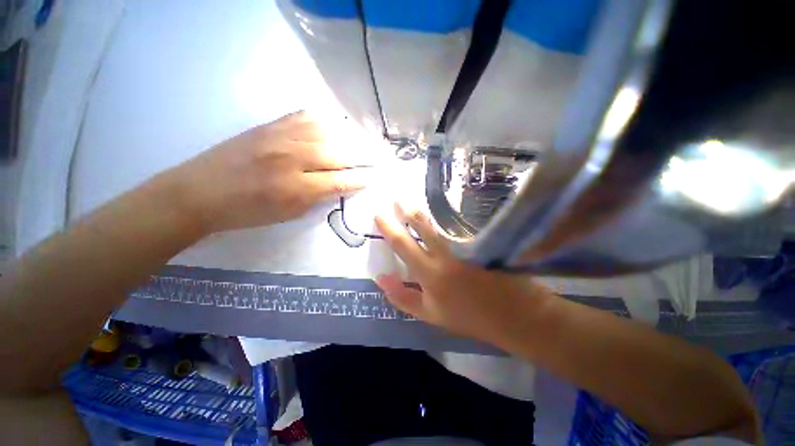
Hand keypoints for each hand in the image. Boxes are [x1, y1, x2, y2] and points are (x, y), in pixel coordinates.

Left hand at [159, 111, 373, 233]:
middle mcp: (292, 158)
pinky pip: (306, 116)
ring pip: (327, 130)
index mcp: (296, 188)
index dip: (362, 179)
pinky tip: (339, 125)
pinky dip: (327, 120)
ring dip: (352, 136)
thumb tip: (342, 184)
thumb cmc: (247, 212)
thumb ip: (319, 197)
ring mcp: (280, 136)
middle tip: (382, 157)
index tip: (377, 177)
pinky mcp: (270, 125)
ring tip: (367, 141)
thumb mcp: (289, 214)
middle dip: (366, 156)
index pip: (341, 181)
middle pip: (339, 153)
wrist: (200, 191)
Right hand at [374, 203, 556, 345]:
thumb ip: (403, 297)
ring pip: (439, 224)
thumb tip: (380, 278)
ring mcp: (464, 244)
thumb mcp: (430, 314)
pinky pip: (454, 228)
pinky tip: (437, 219)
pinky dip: (442, 223)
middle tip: (397, 198)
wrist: (512, 314)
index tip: (379, 213)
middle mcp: (445, 253)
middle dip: (407, 210)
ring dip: (423, 213)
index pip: (403, 244)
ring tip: (411, 205)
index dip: (389, 227)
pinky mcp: (478, 241)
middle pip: (422, 224)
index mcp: (430, 272)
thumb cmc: (467, 316)